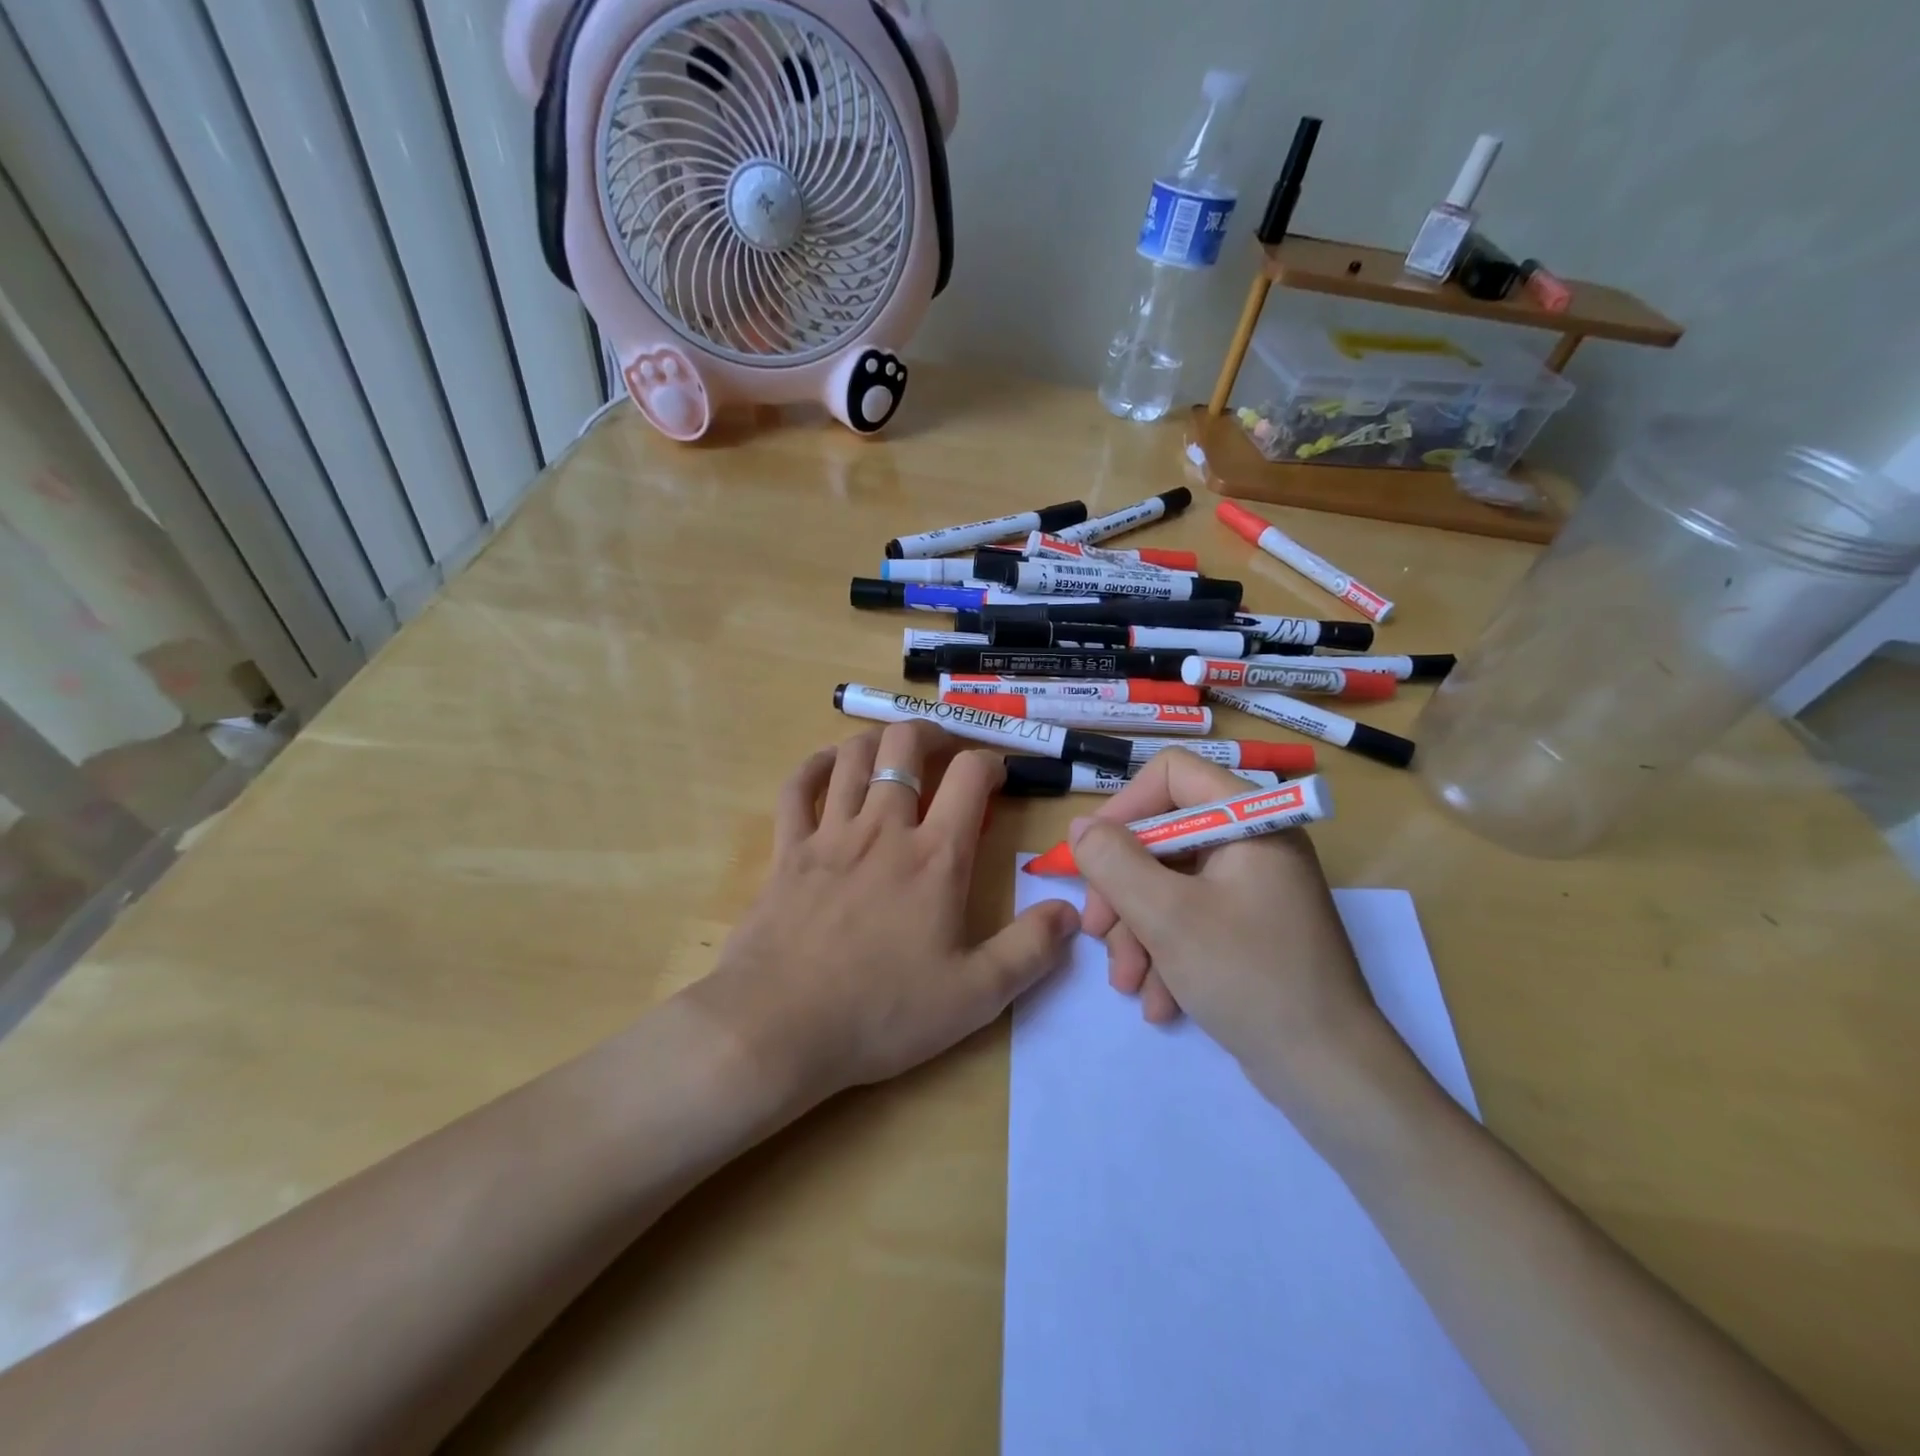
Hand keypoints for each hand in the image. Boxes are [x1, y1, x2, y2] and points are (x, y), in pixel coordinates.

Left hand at [694, 725, 1080, 1106]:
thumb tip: (1072, 912)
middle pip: (905, 746)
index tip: (998, 775)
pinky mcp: (787, 850)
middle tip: (944, 750)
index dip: (991, 762)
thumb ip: (1030, 950)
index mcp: (935, 857)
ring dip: (878, 740)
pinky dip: (814, 766)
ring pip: (852, 756)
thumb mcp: (975, 996)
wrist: (778, 1028)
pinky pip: (797, 788)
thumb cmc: (882, 1012)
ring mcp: (829, 834)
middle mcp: (883, 828)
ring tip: (894, 751)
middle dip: (931, 733)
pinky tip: (828, 765)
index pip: (970, 776)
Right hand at [1071, 749, 1389, 1115]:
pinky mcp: (1249, 928)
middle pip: (1163, 836)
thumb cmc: (1248, 977)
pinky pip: (1191, 918)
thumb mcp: (1166, 915)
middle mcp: (1253, 843)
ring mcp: (1252, 888)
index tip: (1095, 857)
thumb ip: (1113, 861)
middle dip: (1123, 889)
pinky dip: (1166, 952)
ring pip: (1169, 883)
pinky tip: (1159, 1000)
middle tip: (1097, 932)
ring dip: (1138, 931)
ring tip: (1128, 983)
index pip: (1172, 773)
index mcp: (1249, 820)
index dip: (1125, 807)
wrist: (1327, 1073)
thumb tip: (1081, 826)